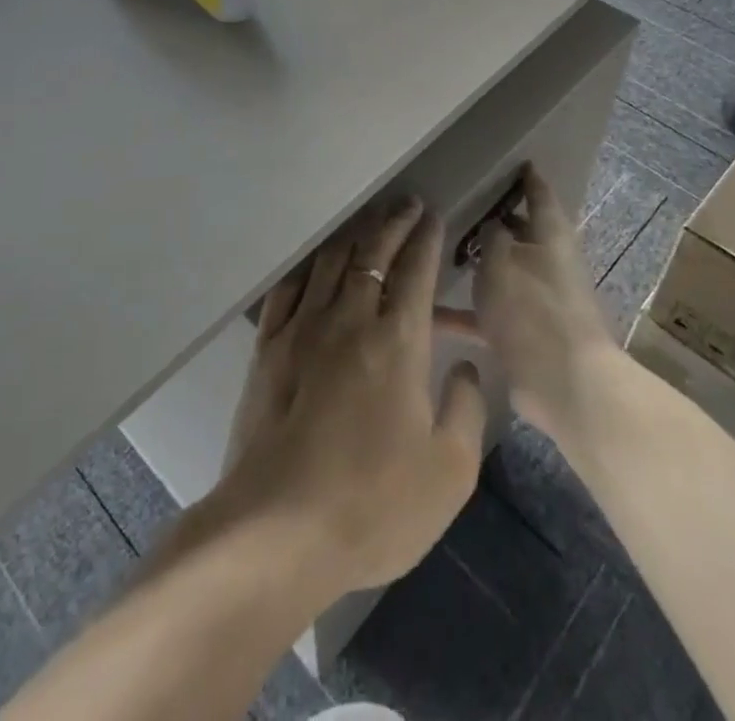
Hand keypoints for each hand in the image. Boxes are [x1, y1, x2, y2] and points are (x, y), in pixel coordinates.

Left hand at [217, 198, 485, 596]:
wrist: (278, 529)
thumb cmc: (373, 504)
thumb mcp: (449, 472)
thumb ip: (467, 409)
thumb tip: (465, 366)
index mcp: (398, 342)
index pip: (416, 271)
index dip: (427, 239)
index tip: (434, 215)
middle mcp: (350, 320)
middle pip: (373, 254)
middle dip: (393, 223)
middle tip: (406, 204)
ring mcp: (303, 330)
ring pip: (331, 263)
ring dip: (354, 236)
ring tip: (367, 223)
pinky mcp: (267, 349)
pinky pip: (288, 290)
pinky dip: (307, 268)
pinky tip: (314, 265)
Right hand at [464, 167, 621, 447]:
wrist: (562, 382)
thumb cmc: (532, 307)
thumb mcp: (501, 260)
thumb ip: (491, 236)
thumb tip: (491, 226)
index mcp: (551, 235)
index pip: (540, 195)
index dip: (527, 178)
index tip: (513, 163)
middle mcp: (547, 262)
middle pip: (519, 234)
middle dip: (493, 223)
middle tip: (456, 207)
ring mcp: (537, 299)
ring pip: (501, 273)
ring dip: (476, 267)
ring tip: (436, 255)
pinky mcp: (524, 334)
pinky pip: (488, 315)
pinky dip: (463, 314)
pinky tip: (427, 315)